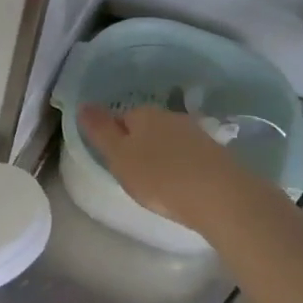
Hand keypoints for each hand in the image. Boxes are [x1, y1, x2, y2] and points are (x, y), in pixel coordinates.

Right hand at [78, 104, 237, 230]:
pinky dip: (183, 166)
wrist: (220, 197)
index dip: (114, 139)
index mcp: (143, 114)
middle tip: (135, 175)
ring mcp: (197, 133)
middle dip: (139, 146)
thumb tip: (83, 105)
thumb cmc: (159, 177)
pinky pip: (189, 155)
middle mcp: (170, 116)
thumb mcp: (119, 157)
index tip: (115, 162)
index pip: (120, 118)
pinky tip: (183, 185)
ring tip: (159, 183)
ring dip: (163, 156)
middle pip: (146, 127)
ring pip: (169, 140)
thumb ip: (100, 131)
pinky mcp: (216, 153)